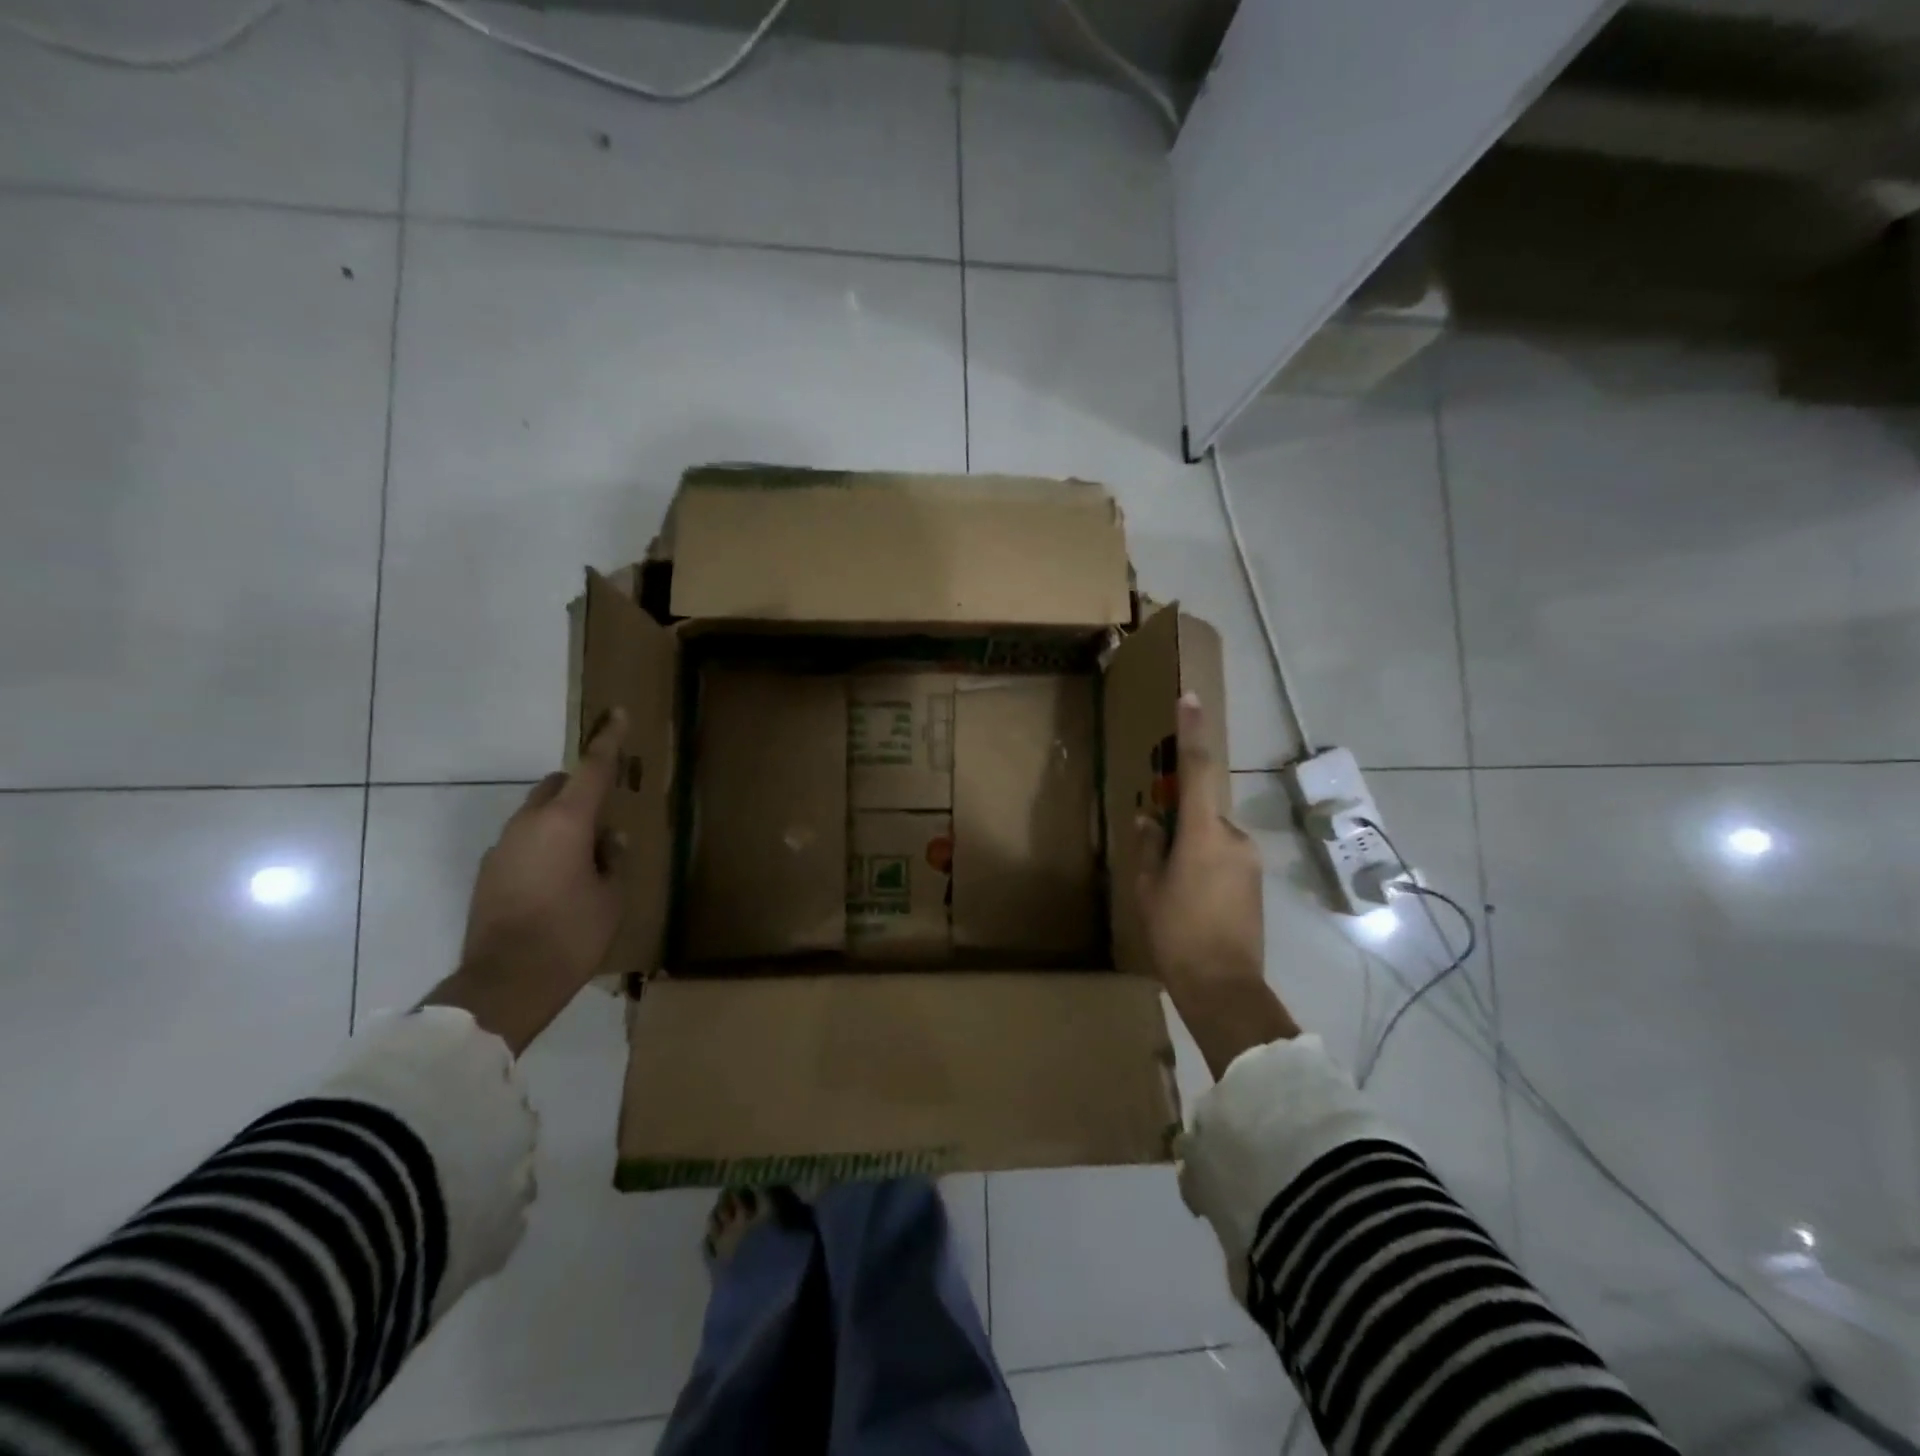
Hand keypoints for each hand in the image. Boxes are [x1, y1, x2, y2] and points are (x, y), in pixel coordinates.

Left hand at [423, 709, 629, 1055]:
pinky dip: (544, 845)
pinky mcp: (489, 872)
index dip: (608, 741)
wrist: (505, 983)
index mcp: (566, 822)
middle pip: (557, 786)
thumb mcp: (612, 896)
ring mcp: (503, 847)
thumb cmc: (572, 934)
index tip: (615, 714)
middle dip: (582, 788)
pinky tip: (559, 880)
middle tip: (607, 815)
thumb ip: (613, 858)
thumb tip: (608, 838)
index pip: (592, 769)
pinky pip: (523, 841)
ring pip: (538, 814)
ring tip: (586, 857)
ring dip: (562, 821)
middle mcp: (529, 824)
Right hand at [1136, 693, 1297, 1079]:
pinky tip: (1192, 900)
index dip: (1193, 731)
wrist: (1225, 989)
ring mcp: (1250, 859)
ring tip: (1173, 888)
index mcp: (1204, 835)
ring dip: (1192, 847)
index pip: (1199, 769)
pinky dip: (1205, 863)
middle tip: (1158, 852)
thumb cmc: (1177, 936)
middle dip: (1180, 820)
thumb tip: (1150, 820)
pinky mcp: (1256, 880)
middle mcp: (1234, 837)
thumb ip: (1150, 848)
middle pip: (1203, 809)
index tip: (1190, 698)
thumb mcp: (1149, 890)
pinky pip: (1224, 856)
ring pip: (1213, 835)